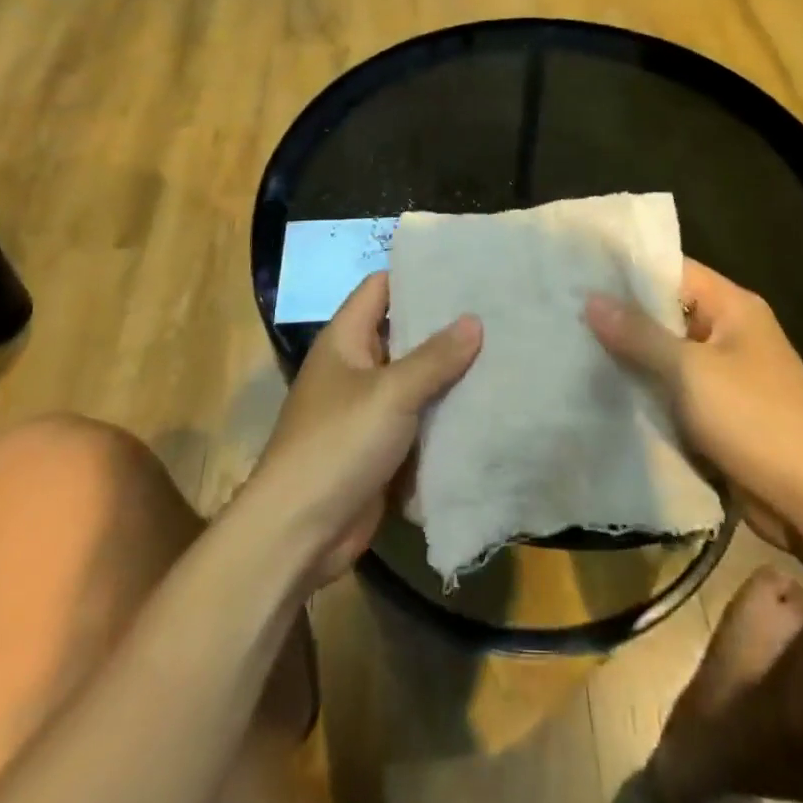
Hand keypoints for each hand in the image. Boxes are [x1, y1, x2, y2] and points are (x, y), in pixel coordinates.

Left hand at [253, 273, 480, 588]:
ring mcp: (367, 408)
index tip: (464, 270)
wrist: (299, 532)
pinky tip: (487, 403)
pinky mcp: (380, 446)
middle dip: (445, 326)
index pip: (381, 288)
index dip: (418, 275)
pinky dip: (444, 413)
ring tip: (503, 351)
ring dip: (449, 373)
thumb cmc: (338, 444)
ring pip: (415, 379)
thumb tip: (474, 321)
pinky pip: (418, 419)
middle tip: (497, 311)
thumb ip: (435, 356)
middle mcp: (354, 367)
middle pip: (403, 333)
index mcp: (345, 339)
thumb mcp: (390, 393)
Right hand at [585, 260, 802, 552]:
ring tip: (572, 346)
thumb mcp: (690, 371)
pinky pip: (674, 389)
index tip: (578, 272)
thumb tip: (591, 299)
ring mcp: (726, 374)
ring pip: (666, 354)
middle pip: (666, 312)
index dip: (627, 271)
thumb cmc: (755, 420)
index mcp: (733, 307)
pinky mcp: (720, 412)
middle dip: (621, 316)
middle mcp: (730, 332)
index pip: (673, 270)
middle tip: (565, 311)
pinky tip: (601, 388)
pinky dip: (645, 389)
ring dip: (630, 356)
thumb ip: (639, 334)